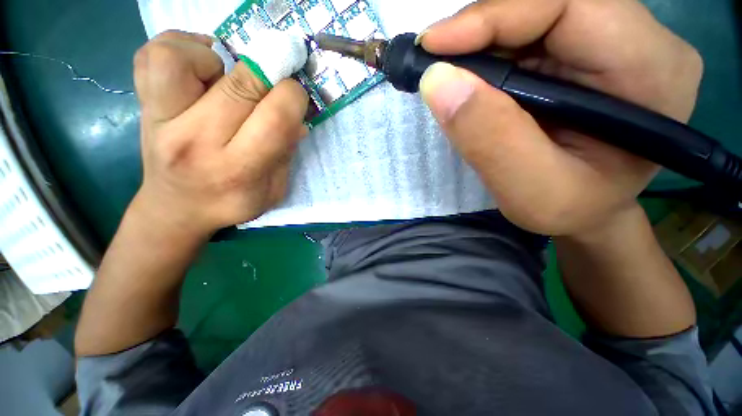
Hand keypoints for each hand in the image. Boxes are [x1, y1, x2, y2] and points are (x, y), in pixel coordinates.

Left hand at [132, 30, 307, 238]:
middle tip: (272, 83)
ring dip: (215, 57)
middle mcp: (196, 141)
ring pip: (179, 58)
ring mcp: (159, 119)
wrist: (177, 209)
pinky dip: (180, 47)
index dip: (293, 96)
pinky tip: (200, 68)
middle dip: (269, 73)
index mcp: (238, 170)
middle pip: (240, 84)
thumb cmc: (231, 203)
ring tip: (226, 76)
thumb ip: (286, 154)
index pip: (275, 118)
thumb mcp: (273, 190)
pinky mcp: (142, 105)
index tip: (296, 97)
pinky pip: (151, 55)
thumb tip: (297, 118)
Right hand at [419, 0, 702, 235]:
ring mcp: (611, 42)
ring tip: (449, 77)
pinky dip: (489, 53)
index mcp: (652, 70)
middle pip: (548, 4)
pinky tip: (472, 81)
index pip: (569, 6)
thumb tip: (438, 81)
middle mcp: (640, 41)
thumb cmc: (570, 210)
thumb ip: (490, 139)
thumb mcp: (531, 192)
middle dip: (481, 30)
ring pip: (534, 15)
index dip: (493, 16)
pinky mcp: (583, 53)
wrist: (587, 212)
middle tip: (435, 64)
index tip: (432, 46)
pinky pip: (528, 35)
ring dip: (481, 43)